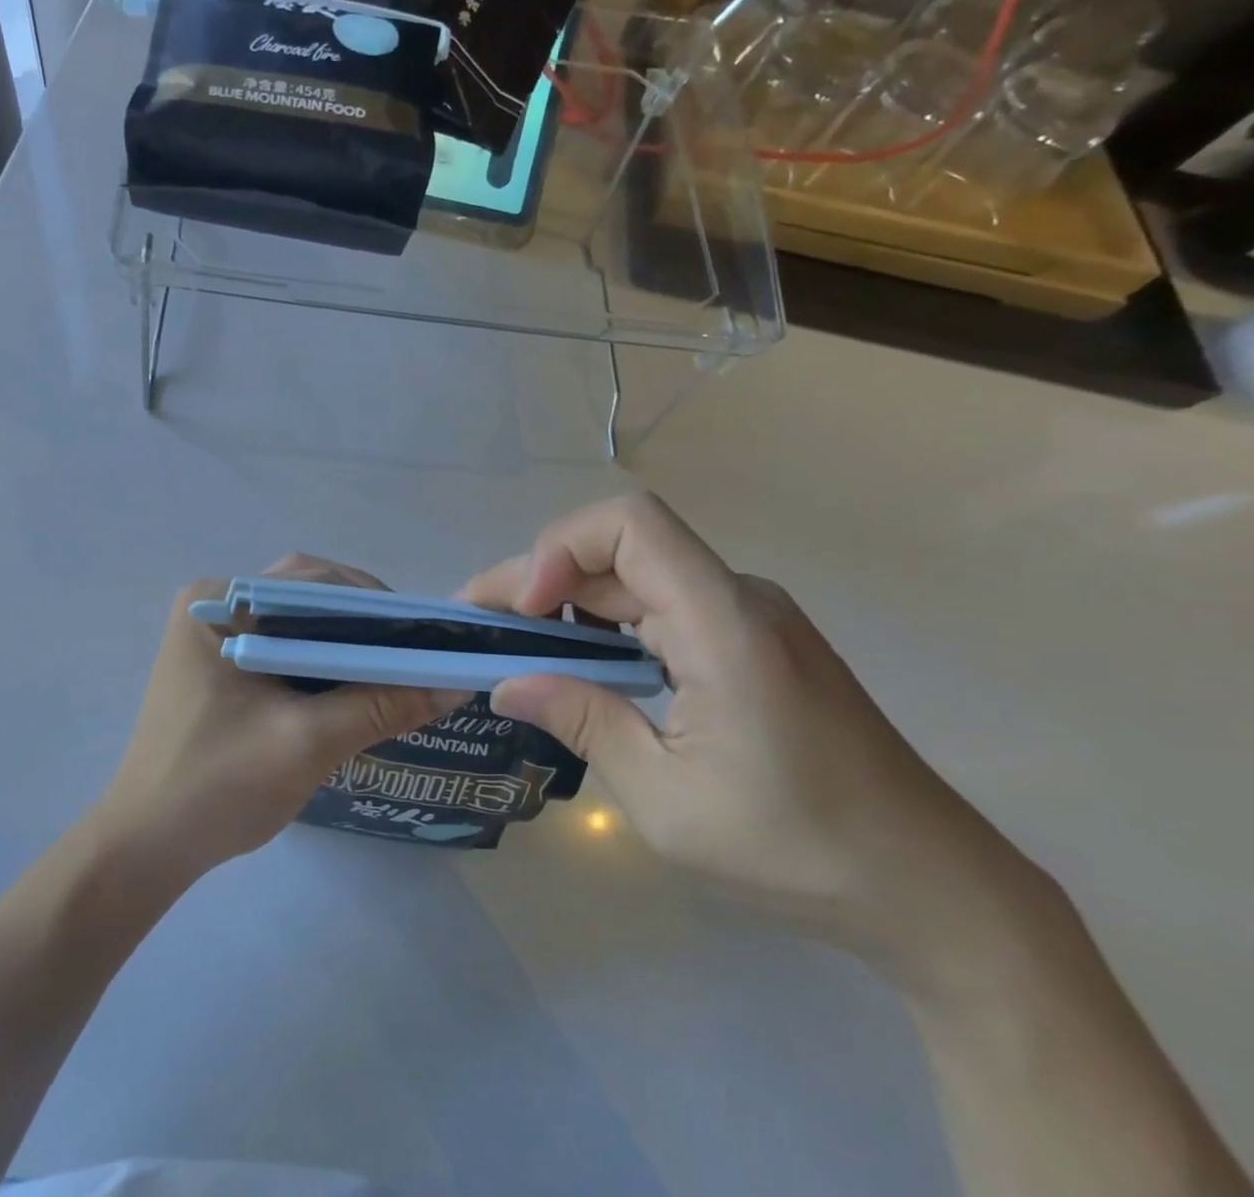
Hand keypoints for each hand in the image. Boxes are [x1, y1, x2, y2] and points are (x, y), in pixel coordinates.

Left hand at [93, 556, 440, 884]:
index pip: (311, 582)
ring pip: (299, 623)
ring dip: (346, 643)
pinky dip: (323, 662)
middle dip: (364, 622)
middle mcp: (213, 603)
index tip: (426, 634)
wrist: (147, 847)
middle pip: (306, 597)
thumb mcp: (308, 742)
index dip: (376, 605)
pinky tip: (357, 686)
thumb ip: (381, 706)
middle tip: (415, 653)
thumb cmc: (218, 786)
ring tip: (397, 669)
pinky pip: (284, 648)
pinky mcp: (221, 666)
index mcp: (217, 601)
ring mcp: (215, 634)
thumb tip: (456, 683)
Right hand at [466, 493, 1053, 984]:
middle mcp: (737, 599)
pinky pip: (662, 607)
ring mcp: (748, 618)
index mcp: (724, 624)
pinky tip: (581, 666)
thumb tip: (506, 685)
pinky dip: (607, 625)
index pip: (629, 524)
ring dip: (568, 603)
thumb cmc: (799, 849)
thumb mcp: (667, 800)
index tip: (522, 612)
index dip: (559, 548)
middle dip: (539, 580)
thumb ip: (583, 723)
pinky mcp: (752, 643)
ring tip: (515, 647)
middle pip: (618, 550)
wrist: (934, 891)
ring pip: (635, 577)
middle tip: (479, 629)